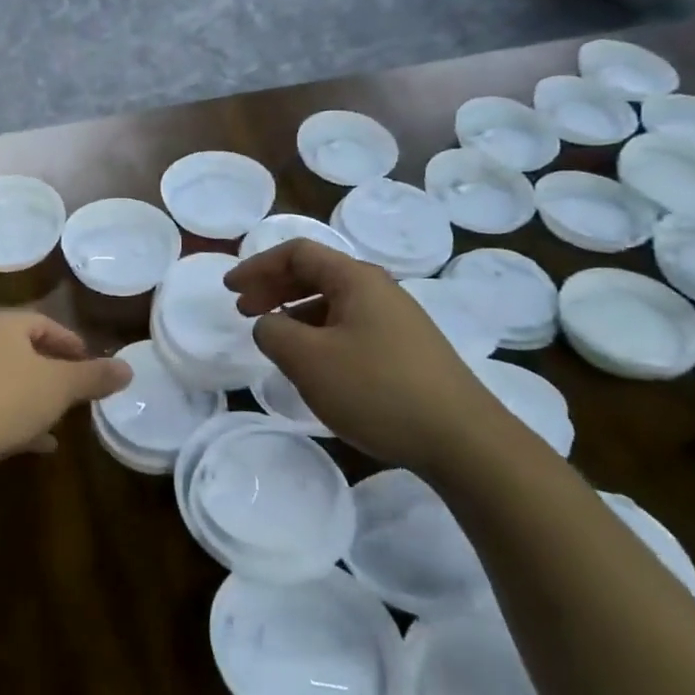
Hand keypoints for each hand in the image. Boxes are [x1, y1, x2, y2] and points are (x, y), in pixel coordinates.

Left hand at [0, 312, 130, 469]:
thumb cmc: (8, 398)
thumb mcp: (60, 387)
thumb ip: (94, 376)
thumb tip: (128, 369)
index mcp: (2, 323)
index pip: (44, 323)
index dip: (71, 343)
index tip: (89, 364)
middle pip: (24, 350)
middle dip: (53, 371)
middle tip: (76, 389)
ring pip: (8, 378)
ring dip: (34, 396)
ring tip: (59, 419)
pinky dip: (14, 416)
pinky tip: (37, 443)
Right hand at [223, 242, 502, 471]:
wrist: (465, 441)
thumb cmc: (378, 390)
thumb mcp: (309, 361)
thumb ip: (274, 333)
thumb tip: (269, 325)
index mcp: (355, 279)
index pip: (297, 253)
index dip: (257, 266)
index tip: (229, 289)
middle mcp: (378, 290)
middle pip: (315, 273)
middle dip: (273, 287)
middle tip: (243, 311)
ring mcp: (397, 320)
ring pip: (333, 302)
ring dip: (296, 312)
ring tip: (275, 339)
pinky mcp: (407, 350)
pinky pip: (350, 327)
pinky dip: (320, 334)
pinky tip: (315, 364)